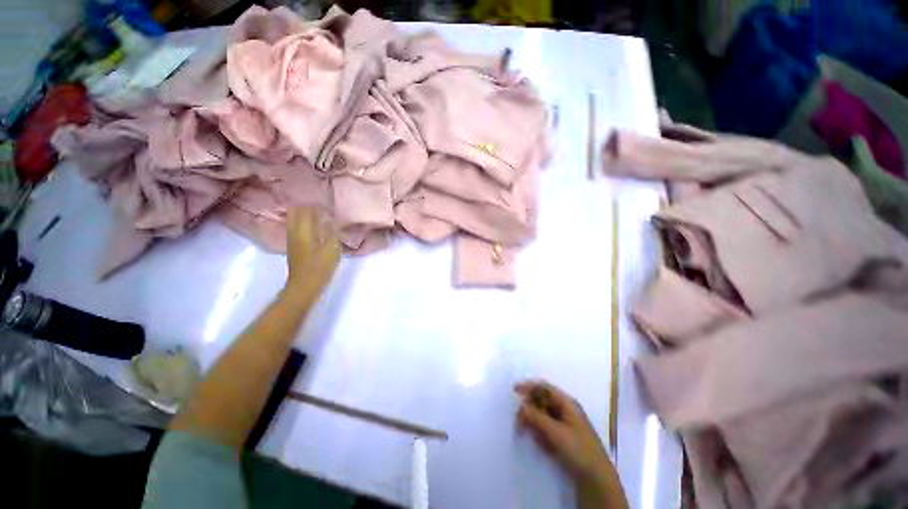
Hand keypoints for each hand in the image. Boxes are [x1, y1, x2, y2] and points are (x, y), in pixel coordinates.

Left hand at [285, 207, 340, 301]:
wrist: (303, 287)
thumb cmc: (319, 268)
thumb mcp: (331, 249)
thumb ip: (331, 232)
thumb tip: (331, 218)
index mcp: (303, 231)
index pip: (306, 210)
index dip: (315, 203)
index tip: (326, 198)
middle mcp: (294, 232)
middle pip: (295, 212)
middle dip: (306, 205)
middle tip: (320, 203)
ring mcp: (292, 239)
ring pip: (294, 219)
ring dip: (304, 213)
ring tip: (318, 211)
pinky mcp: (294, 246)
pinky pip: (297, 227)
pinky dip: (304, 222)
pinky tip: (313, 224)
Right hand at [516, 380, 627, 508]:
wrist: (597, 479)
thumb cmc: (578, 449)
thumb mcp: (555, 432)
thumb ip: (536, 417)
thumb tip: (521, 405)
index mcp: (567, 403)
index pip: (544, 387)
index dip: (529, 386)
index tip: (514, 390)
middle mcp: (566, 409)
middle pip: (542, 401)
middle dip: (530, 407)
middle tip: (518, 420)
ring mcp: (565, 423)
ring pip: (543, 415)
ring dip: (535, 422)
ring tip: (531, 434)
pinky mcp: (564, 437)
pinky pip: (547, 428)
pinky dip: (541, 432)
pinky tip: (542, 444)